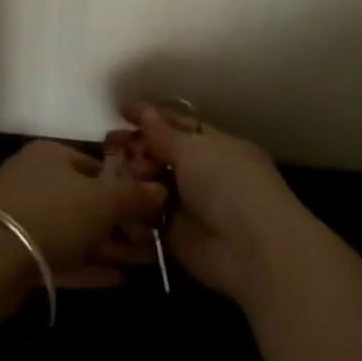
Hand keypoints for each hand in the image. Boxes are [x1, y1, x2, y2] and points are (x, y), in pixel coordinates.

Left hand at [0, 140, 167, 288]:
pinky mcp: (15, 252)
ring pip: (75, 230)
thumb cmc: (53, 213)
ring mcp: (23, 216)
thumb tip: (161, 189)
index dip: (125, 186)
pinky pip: (60, 255)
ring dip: (108, 246)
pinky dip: (87, 265)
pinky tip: (117, 279)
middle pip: (86, 199)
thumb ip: (134, 195)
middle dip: (120, 222)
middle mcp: (36, 179)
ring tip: (144, 263)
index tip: (150, 210)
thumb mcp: (102, 201)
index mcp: (52, 155)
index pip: (96, 164)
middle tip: (151, 243)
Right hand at [107, 101, 314, 305]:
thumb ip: (164, 134)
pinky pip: (148, 215)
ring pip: (152, 183)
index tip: (121, 109)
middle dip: (136, 147)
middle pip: (162, 153)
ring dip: (132, 176)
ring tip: (109, 170)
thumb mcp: (195, 150)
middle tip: (108, 144)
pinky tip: (112, 197)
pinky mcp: (176, 233)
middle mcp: (203, 171)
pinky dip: (132, 207)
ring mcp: (189, 203)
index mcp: (216, 145)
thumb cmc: (229, 186)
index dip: (151, 115)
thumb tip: (145, 112)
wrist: (253, 252)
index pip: (178, 124)